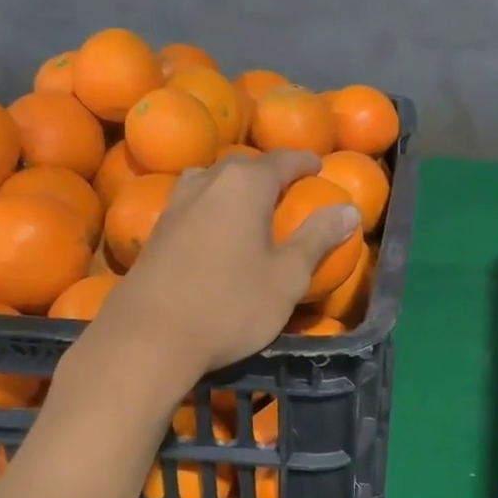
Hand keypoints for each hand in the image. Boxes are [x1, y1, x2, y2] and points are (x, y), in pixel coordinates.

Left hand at [102, 150, 359, 377]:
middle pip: (244, 166)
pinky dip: (212, 206)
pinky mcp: (156, 230)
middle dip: (269, 173)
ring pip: (211, 181)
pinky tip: (215, 231)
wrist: (149, 337)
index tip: (319, 166)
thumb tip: (348, 209)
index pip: (282, 160)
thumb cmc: (229, 305)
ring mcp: (176, 204)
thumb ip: (318, 238)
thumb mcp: (287, 277)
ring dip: (234, 187)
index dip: (305, 162)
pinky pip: (192, 203)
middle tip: (288, 189)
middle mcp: (208, 182)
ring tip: (250, 206)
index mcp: (245, 185)